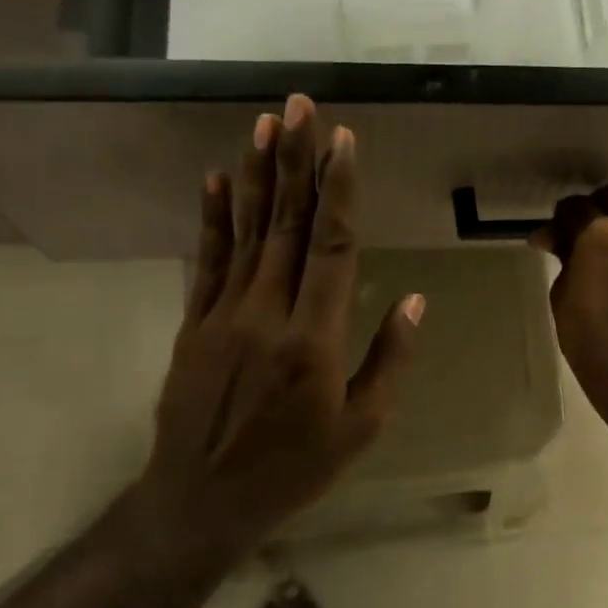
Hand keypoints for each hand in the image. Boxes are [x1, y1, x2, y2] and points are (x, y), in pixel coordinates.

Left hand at [141, 95, 421, 545]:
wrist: (200, 502)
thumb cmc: (294, 468)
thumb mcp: (361, 427)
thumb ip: (388, 360)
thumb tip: (413, 300)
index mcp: (313, 339)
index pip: (331, 247)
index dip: (338, 190)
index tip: (342, 142)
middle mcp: (267, 313)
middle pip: (286, 224)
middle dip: (296, 160)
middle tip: (300, 106)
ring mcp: (223, 314)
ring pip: (245, 232)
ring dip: (256, 174)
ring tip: (264, 124)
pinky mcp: (194, 324)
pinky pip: (206, 261)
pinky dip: (212, 218)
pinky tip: (216, 179)